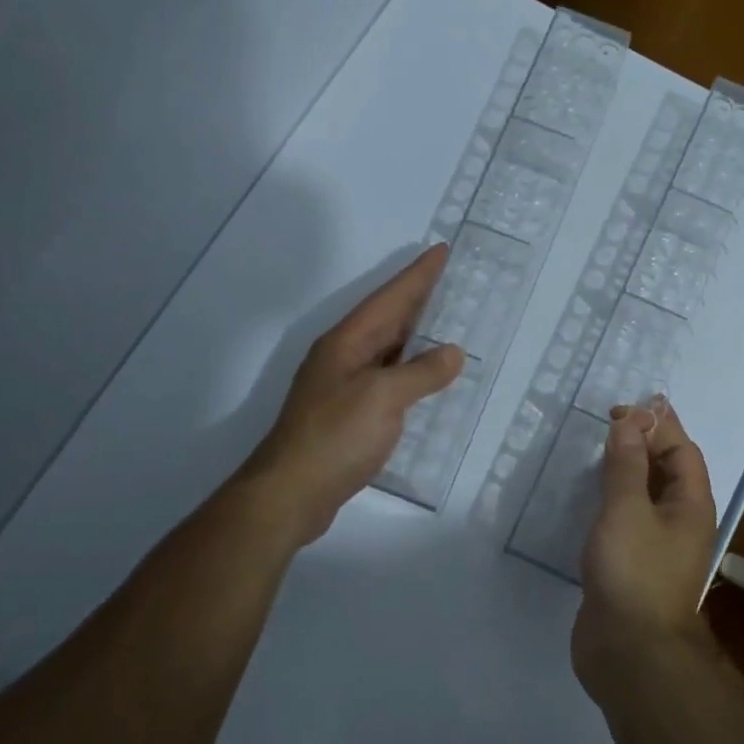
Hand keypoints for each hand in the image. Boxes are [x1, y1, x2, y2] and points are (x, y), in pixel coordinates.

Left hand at [238, 245, 462, 549]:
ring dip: (415, 334)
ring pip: (387, 348)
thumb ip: (421, 373)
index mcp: (347, 342)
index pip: (390, 298)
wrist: (290, 493)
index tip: (442, 250)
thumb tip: (452, 353)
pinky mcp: (348, 413)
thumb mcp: (383, 398)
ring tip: (448, 323)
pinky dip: (411, 371)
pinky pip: (387, 378)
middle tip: (453, 281)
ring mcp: (343, 385)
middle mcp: (343, 356)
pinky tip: (427, 379)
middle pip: (386, 318)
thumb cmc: (335, 436)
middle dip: (418, 298)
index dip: (418, 275)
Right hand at [573, 399, 718, 694]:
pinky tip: (590, 501)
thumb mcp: (627, 509)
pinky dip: (613, 502)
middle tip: (608, 426)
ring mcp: (659, 548)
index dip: (656, 424)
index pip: (681, 450)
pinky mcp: (634, 568)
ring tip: (598, 455)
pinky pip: (629, 522)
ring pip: (647, 497)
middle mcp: (682, 523)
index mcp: (691, 504)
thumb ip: (627, 464)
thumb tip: (630, 422)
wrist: (630, 653)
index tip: (621, 410)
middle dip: (644, 444)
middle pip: (668, 471)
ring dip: (627, 472)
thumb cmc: (634, 572)